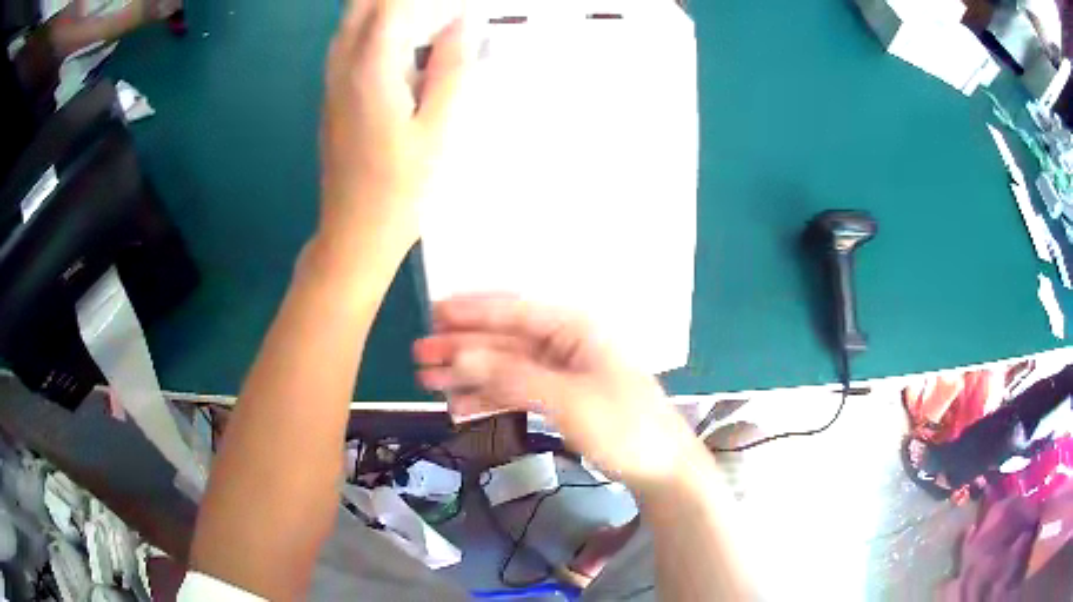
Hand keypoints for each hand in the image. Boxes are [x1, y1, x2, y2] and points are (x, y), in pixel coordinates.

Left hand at [319, 0, 472, 255]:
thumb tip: (462, 22)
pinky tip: (404, 42)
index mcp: (370, 69)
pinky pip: (349, 43)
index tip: (455, 7)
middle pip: (362, 5)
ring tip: (427, 20)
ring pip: (351, 22)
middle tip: (437, 11)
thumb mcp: (437, 128)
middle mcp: (343, 65)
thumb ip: (450, 68)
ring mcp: (332, 81)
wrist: (354, 231)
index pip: (391, 4)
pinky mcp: (332, 95)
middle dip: (396, 1)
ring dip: (384, 10)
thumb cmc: (400, 187)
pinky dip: (375, 28)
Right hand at [414, 294, 705, 490]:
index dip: (473, 311)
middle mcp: (565, 344)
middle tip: (420, 355)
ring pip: (506, 367)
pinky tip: (459, 406)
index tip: (434, 314)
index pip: (517, 310)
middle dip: (463, 347)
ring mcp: (562, 373)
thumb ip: (513, 377)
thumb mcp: (568, 399)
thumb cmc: (623, 426)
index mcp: (575, 329)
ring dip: (469, 374)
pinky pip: (516, 391)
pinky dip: (489, 397)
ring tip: (429, 381)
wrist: (661, 468)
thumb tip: (461, 358)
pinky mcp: (559, 399)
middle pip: (505, 340)